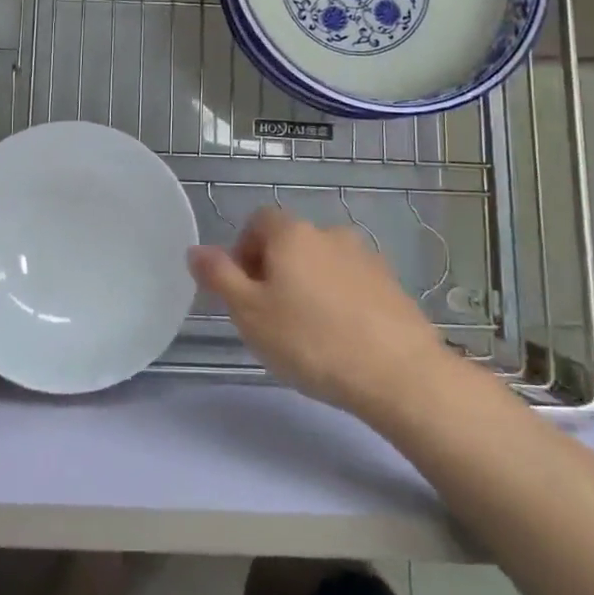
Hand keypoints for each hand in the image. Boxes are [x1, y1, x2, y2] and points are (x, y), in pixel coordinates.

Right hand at [190, 208, 445, 423]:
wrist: (398, 373)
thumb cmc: (311, 340)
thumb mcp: (249, 312)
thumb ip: (219, 276)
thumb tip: (195, 249)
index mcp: (292, 233)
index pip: (258, 221)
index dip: (244, 251)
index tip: (243, 290)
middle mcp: (329, 233)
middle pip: (290, 241)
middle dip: (275, 271)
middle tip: (269, 316)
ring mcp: (365, 257)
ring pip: (322, 263)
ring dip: (309, 285)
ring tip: (308, 332)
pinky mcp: (391, 285)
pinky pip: (351, 283)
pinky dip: (339, 301)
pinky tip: (342, 338)